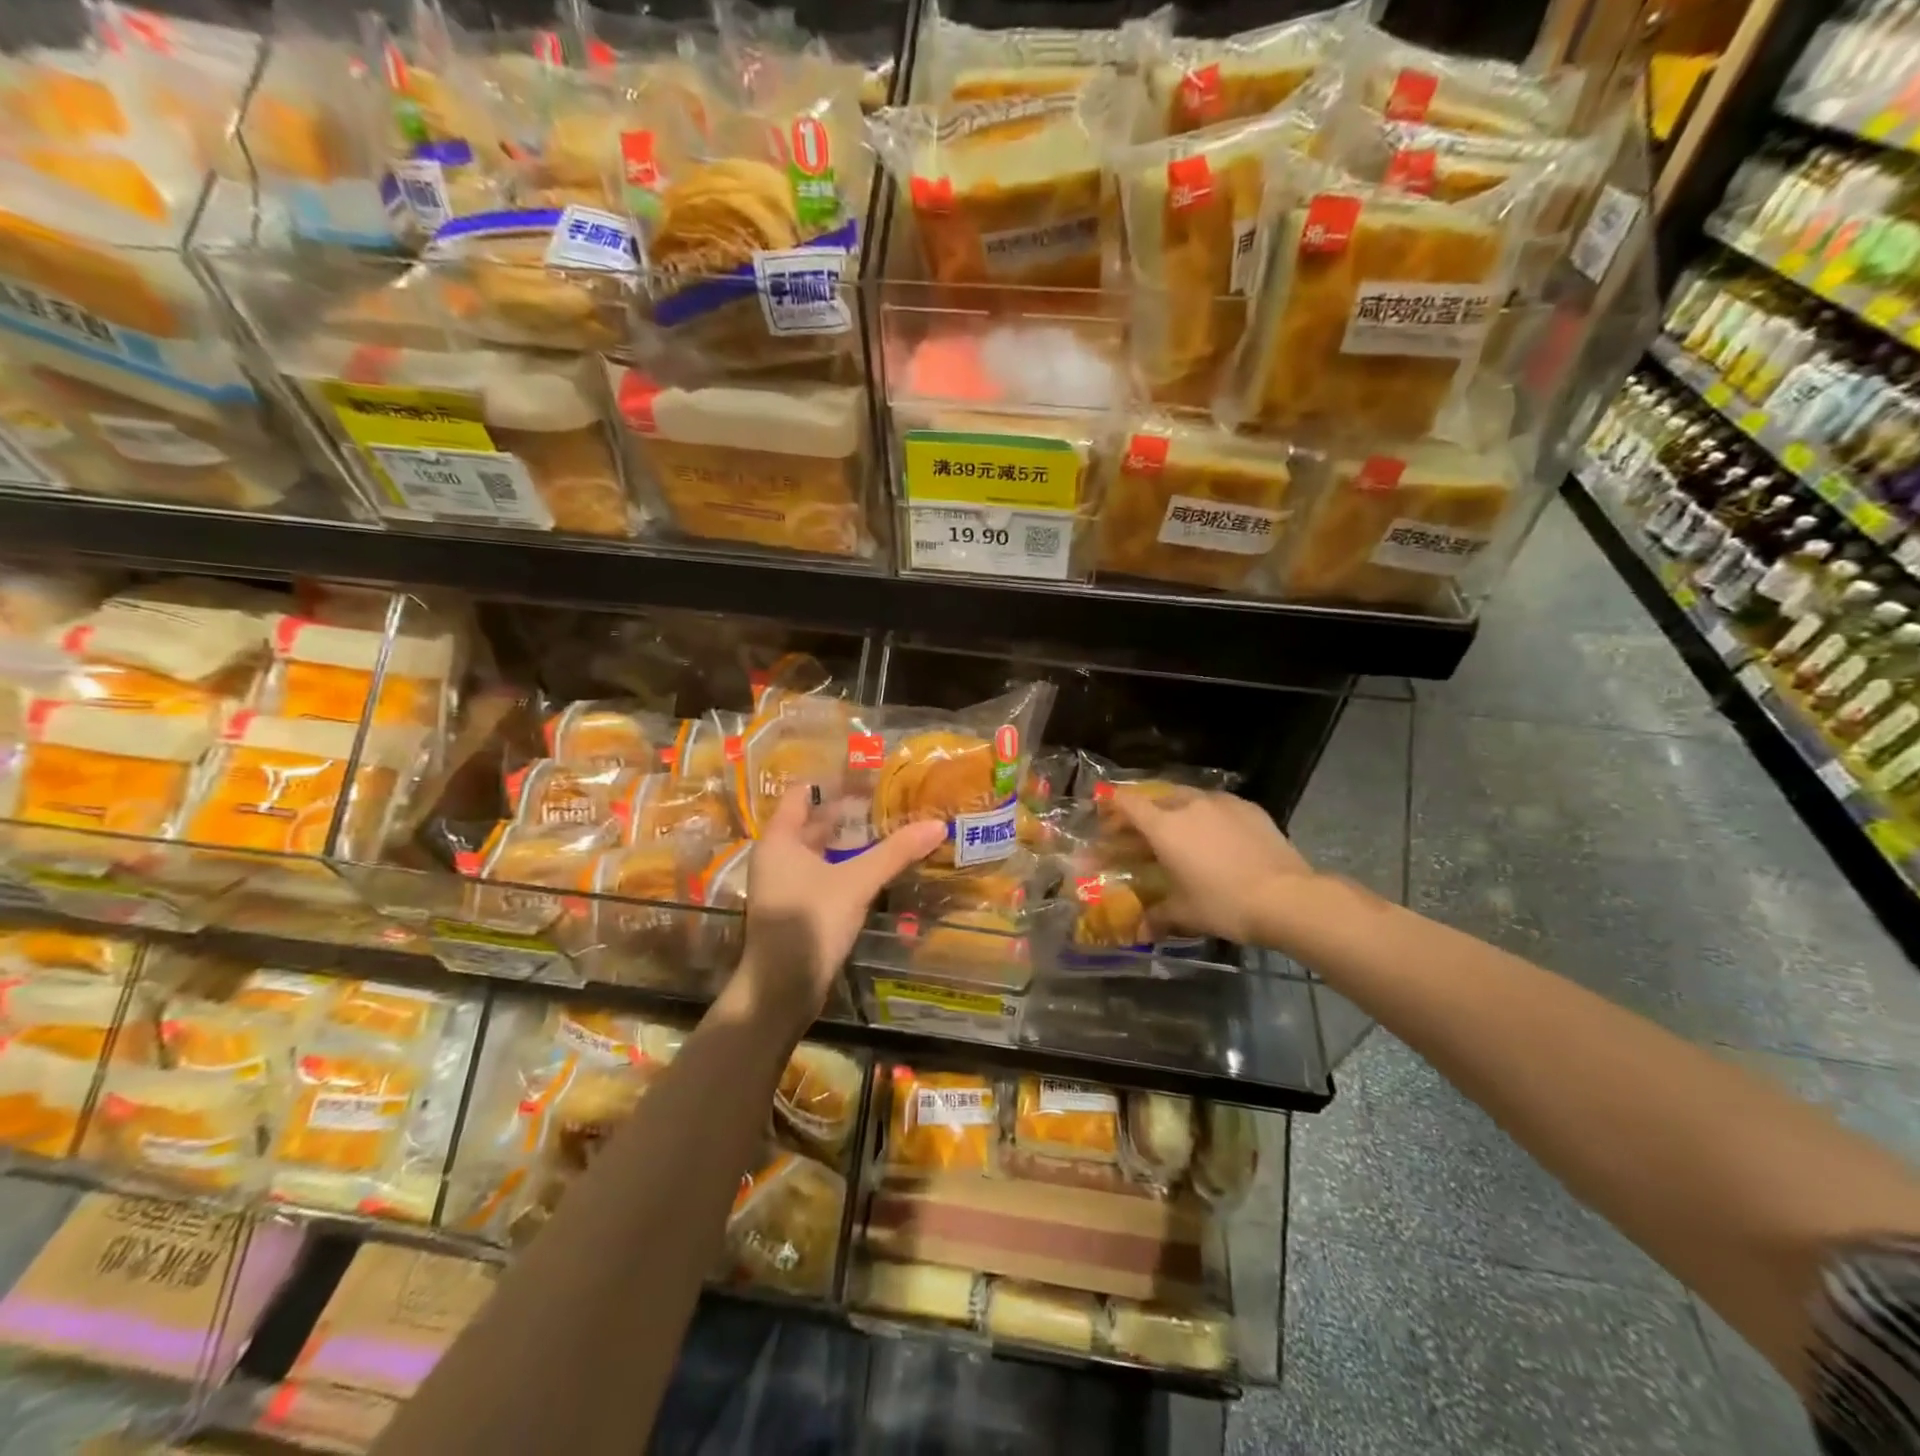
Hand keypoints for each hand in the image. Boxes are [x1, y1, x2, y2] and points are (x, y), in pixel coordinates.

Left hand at [738, 788, 946, 1030]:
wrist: (780, 989)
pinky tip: (875, 869)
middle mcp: (777, 857)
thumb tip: (938, 825)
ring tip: (889, 830)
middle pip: (812, 823)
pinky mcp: (797, 909)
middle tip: (889, 801)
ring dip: (849, 842)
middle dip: (848, 813)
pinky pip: (823, 875)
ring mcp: (785, 885)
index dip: (832, 782)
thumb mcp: (857, 882)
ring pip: (820, 852)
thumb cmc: (809, 922)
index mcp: (779, 839)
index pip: (801, 794)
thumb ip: (895, 852)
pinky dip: (845, 867)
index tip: (867, 774)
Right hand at [1109, 789, 1313, 945]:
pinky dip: (1207, 815)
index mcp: (1164, 826)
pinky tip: (1215, 835)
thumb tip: (1140, 931)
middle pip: (1155, 798)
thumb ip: (1157, 916)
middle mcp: (1188, 804)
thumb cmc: (1223, 903)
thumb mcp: (1184, 913)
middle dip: (1143, 813)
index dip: (1112, 808)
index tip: (1106, 819)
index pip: (1127, 803)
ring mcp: (1221, 802)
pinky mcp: (1248, 807)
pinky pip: (1217, 804)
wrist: (1287, 898)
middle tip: (1140, 834)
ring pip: (1188, 797)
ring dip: (1175, 810)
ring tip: (1178, 832)